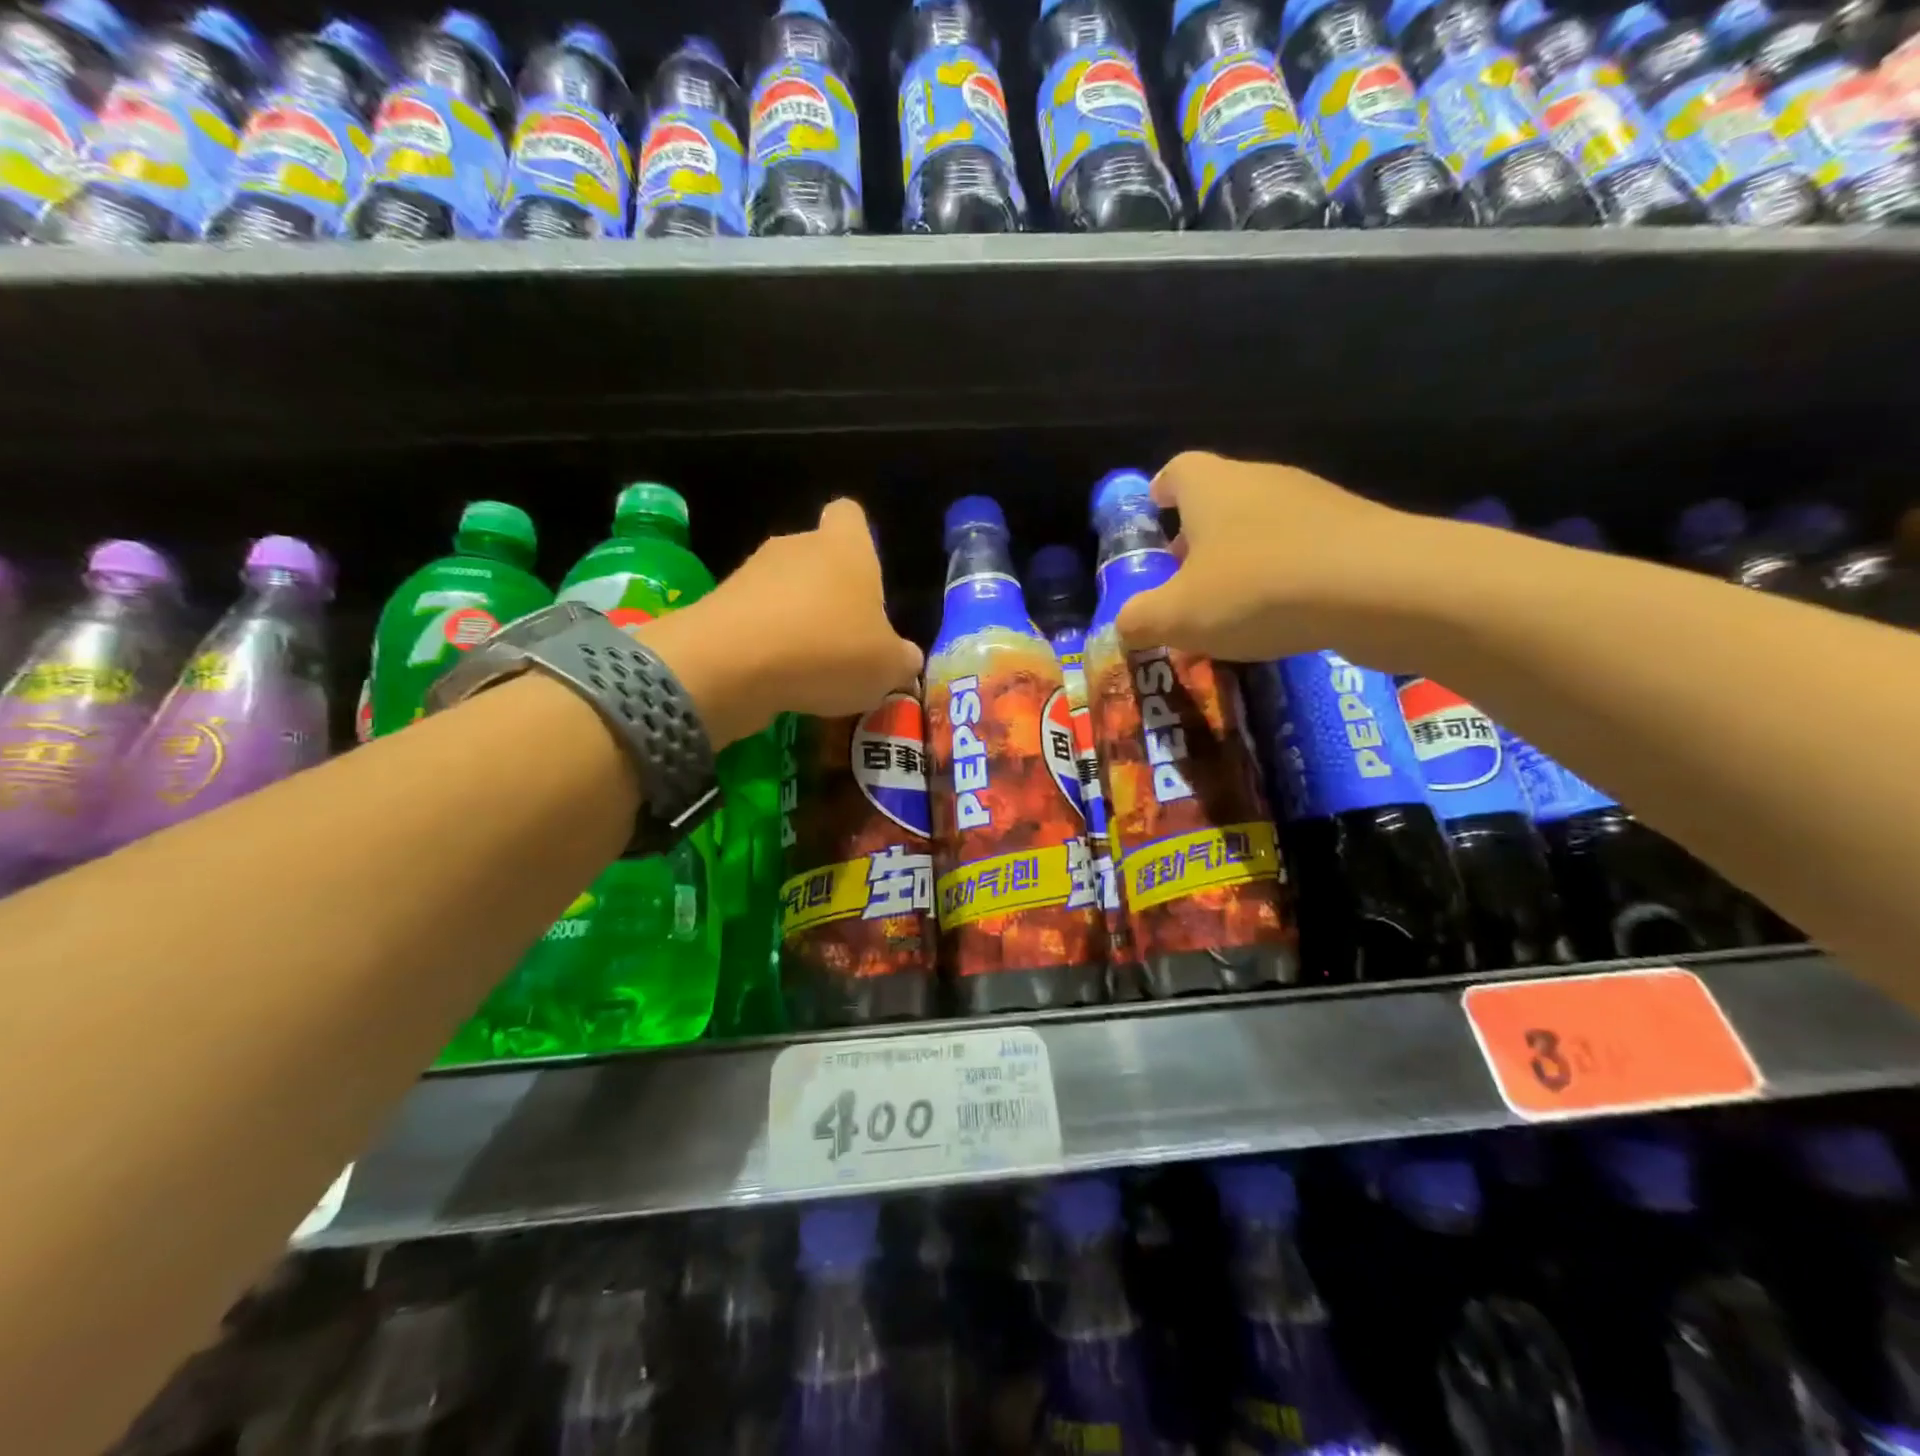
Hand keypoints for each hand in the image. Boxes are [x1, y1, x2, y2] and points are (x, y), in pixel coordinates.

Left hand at [642, 499, 923, 745]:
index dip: (860, 540)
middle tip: (848, 642)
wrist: (732, 666)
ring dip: (798, 624)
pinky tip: (780, 683)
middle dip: (831, 596)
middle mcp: (797, 547)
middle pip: (817, 559)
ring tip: (814, 673)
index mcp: (845, 546)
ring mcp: (752, 574)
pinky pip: (755, 622)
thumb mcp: (888, 667)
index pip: (851, 515)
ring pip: (784, 593)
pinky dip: (768, 648)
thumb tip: (904, 658)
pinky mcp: (719, 607)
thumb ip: (902, 659)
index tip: (867, 579)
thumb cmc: (828, 650)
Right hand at [1115, 451, 1447, 668]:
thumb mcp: (1176, 616)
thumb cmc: (1256, 589)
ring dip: (1241, 559)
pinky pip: (1301, 550)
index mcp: (1212, 487)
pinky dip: (1283, 576)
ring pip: (1262, 525)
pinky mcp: (1353, 532)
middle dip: (1196, 536)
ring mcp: (1314, 503)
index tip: (1154, 514)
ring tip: (1230, 608)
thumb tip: (1124, 625)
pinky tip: (1281, 617)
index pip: (1177, 469)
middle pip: (1219, 498)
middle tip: (1183, 579)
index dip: (1160, 490)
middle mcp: (1262, 481)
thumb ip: (1139, 620)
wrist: (1381, 589)